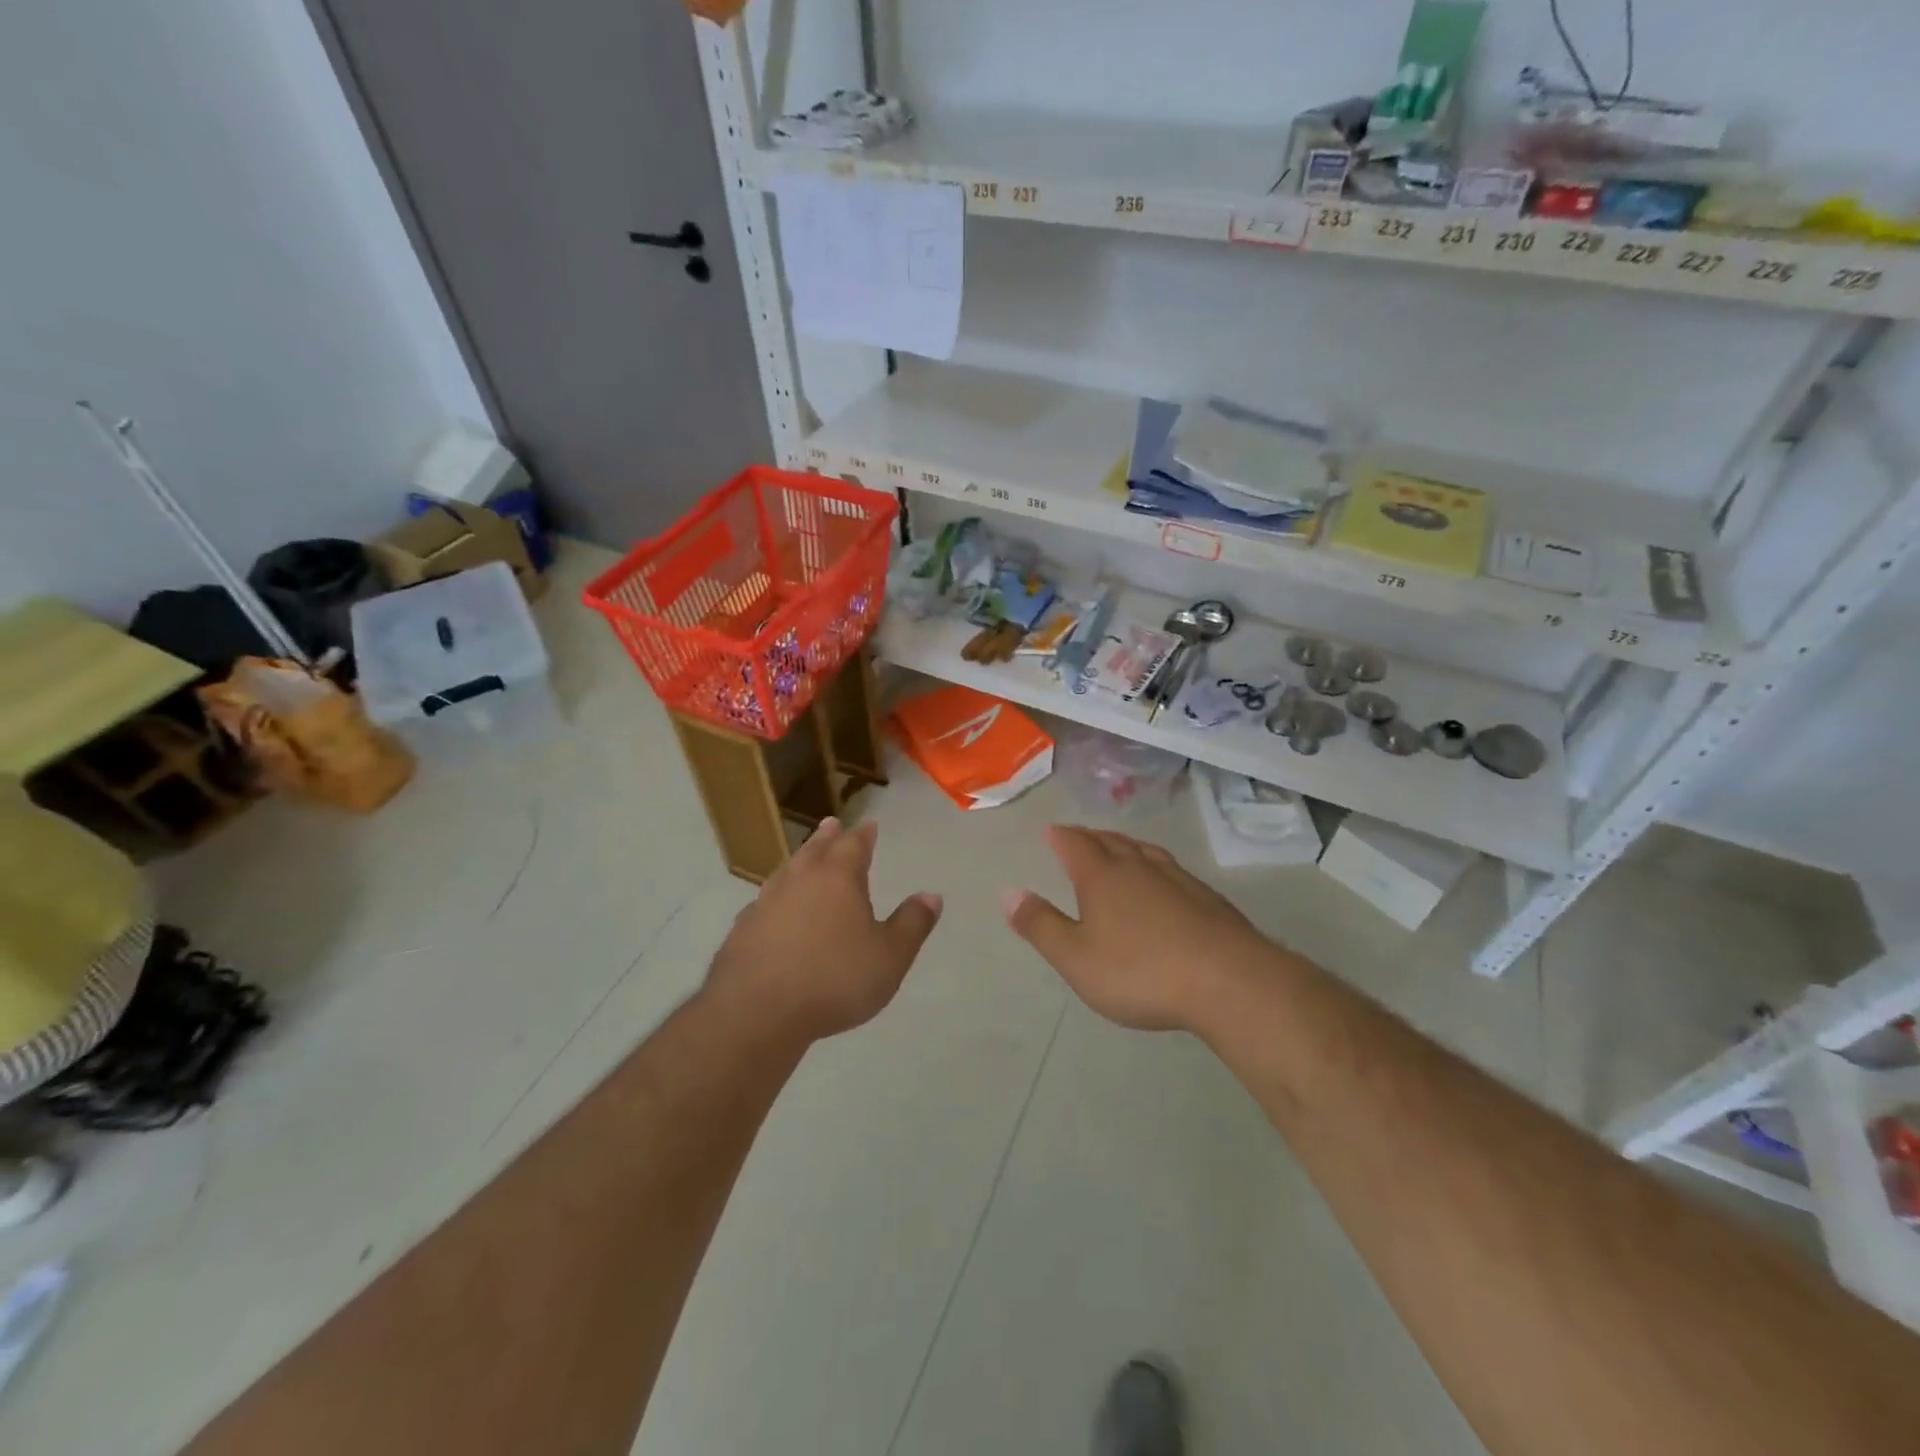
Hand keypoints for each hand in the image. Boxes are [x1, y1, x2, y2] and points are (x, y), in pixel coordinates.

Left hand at [706, 817, 941, 1043]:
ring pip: (786, 871)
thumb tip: (931, 895)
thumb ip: (912, 924)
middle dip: (827, 837)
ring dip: (799, 861)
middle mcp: (799, 880)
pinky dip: (776, 897)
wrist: (757, 1012)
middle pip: (815, 849)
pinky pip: (764, 902)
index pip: (854, 845)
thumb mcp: (890, 957)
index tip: (869, 826)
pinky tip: (774, 908)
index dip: (864, 835)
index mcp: (837, 878)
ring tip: (804, 857)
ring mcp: (765, 903)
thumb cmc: (834, 980)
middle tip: (831, 824)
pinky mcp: (742, 930)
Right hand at [1003, 826, 1274, 1032]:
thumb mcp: (1076, 958)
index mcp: (1102, 877)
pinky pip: (1171, 869)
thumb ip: (1041, 925)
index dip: (1061, 836)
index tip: (1051, 830)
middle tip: (1079, 835)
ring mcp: (1177, 879)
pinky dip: (1155, 866)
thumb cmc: (1140, 971)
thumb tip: (1009, 892)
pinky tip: (1164, 881)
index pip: (1075, 845)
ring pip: (1144, 851)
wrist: (1228, 981)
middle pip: (1110, 842)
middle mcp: (1138, 867)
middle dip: (1091, 837)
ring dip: (1125, 845)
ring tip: (1117, 847)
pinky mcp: (1207, 898)